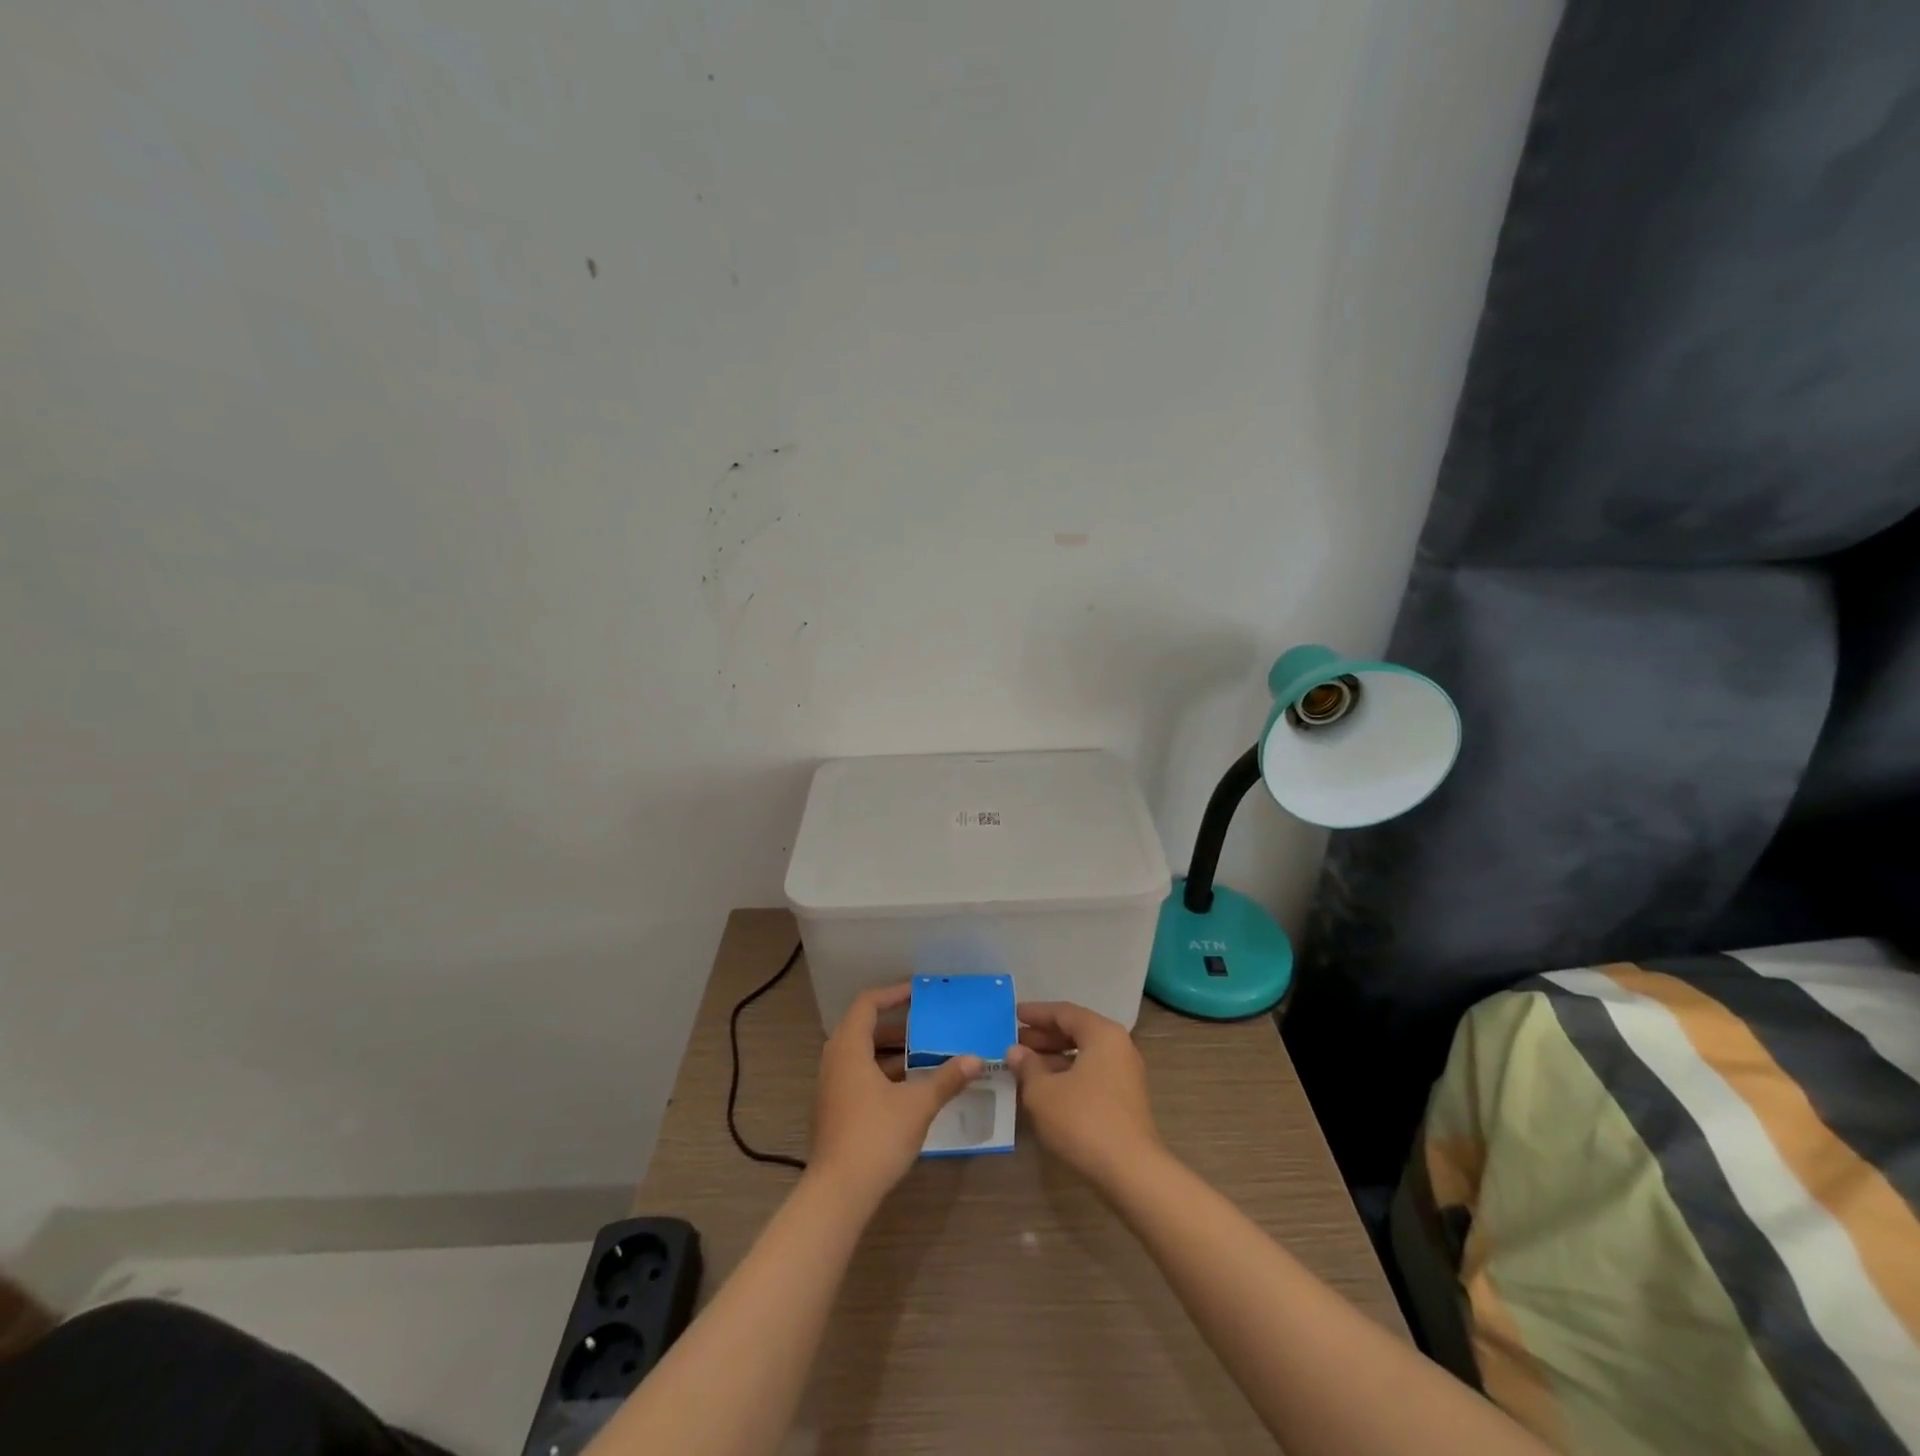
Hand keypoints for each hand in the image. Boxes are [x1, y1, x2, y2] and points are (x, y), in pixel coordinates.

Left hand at [810, 984, 983, 1204]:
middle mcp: (834, 1060)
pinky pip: (858, 1074)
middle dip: (896, 1023)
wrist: (838, 1194)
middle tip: (927, 1022)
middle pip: (863, 1027)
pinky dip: (882, 1071)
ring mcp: (831, 1086)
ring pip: (861, 1053)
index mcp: (849, 1048)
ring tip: (924, 1052)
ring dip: (891, 1049)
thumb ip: (946, 1079)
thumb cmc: (876, 1137)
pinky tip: (909, 1086)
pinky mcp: (834, 1108)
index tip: (919, 992)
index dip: (893, 994)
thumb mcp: (918, 1105)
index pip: (867, 1004)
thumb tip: (975, 1059)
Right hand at [1006, 1001, 1162, 1188]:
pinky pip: (1091, 1074)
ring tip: (1024, 1066)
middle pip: (1076, 1031)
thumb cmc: (1083, 1120)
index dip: (1037, 1013)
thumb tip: (1015, 1052)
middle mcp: (1118, 1047)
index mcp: (1102, 1034)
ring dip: (1054, 1058)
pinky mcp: (1125, 1100)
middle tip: (1015, 1041)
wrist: (1130, 1172)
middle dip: (1044, 1036)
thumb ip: (1027, 1066)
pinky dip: (1067, 1075)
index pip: (1065, 1012)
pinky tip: (1045, 1089)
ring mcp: (1125, 1074)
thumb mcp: (1043, 1092)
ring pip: (1084, 1055)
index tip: (1014, 1015)